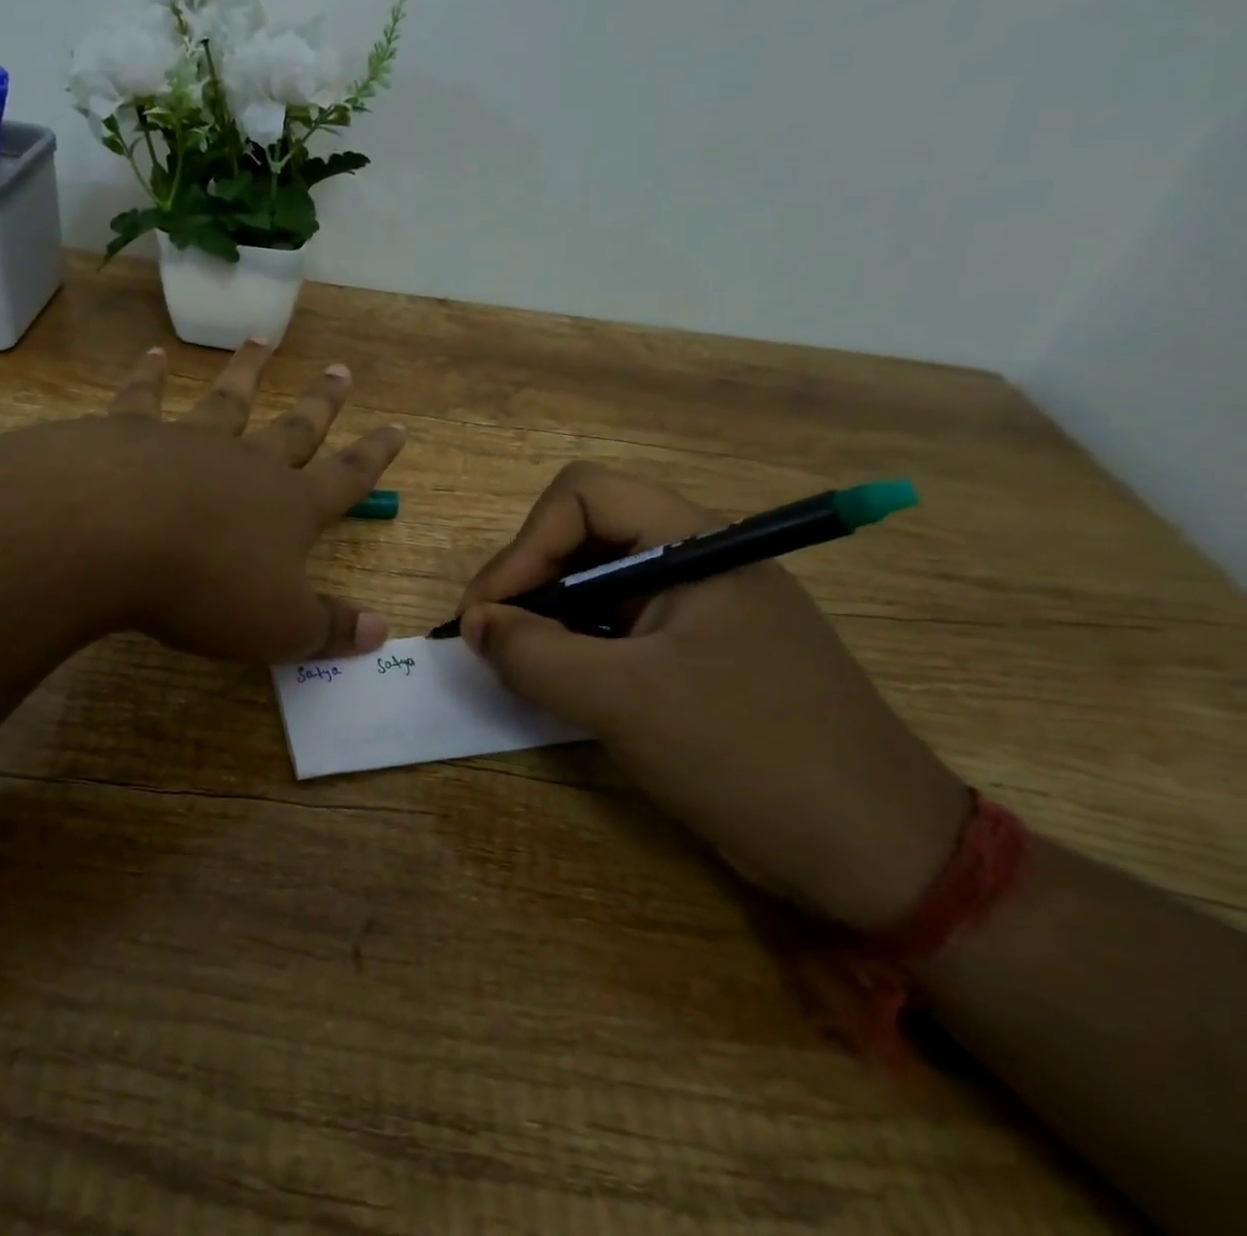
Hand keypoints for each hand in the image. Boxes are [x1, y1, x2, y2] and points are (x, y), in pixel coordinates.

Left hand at [0, 340, 406, 664]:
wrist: (111, 537)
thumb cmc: (206, 587)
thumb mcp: (279, 626)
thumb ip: (330, 628)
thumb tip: (383, 629)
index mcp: (289, 507)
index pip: (346, 478)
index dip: (374, 456)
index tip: (397, 427)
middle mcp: (246, 464)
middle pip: (294, 427)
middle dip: (321, 402)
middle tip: (340, 369)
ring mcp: (188, 441)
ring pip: (227, 399)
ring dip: (247, 371)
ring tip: (261, 340)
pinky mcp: (129, 433)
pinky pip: (144, 397)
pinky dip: (150, 375)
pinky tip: (154, 355)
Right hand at [459, 464, 970, 930]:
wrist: (875, 853)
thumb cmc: (749, 754)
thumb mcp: (624, 701)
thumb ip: (534, 653)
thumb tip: (474, 624)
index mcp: (695, 545)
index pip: (582, 497)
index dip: (523, 546)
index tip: (487, 614)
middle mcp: (697, 561)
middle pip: (584, 535)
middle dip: (529, 582)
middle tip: (494, 641)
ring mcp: (699, 608)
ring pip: (596, 583)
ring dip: (548, 618)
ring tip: (522, 667)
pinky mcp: (697, 652)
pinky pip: (617, 627)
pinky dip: (576, 648)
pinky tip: (564, 686)